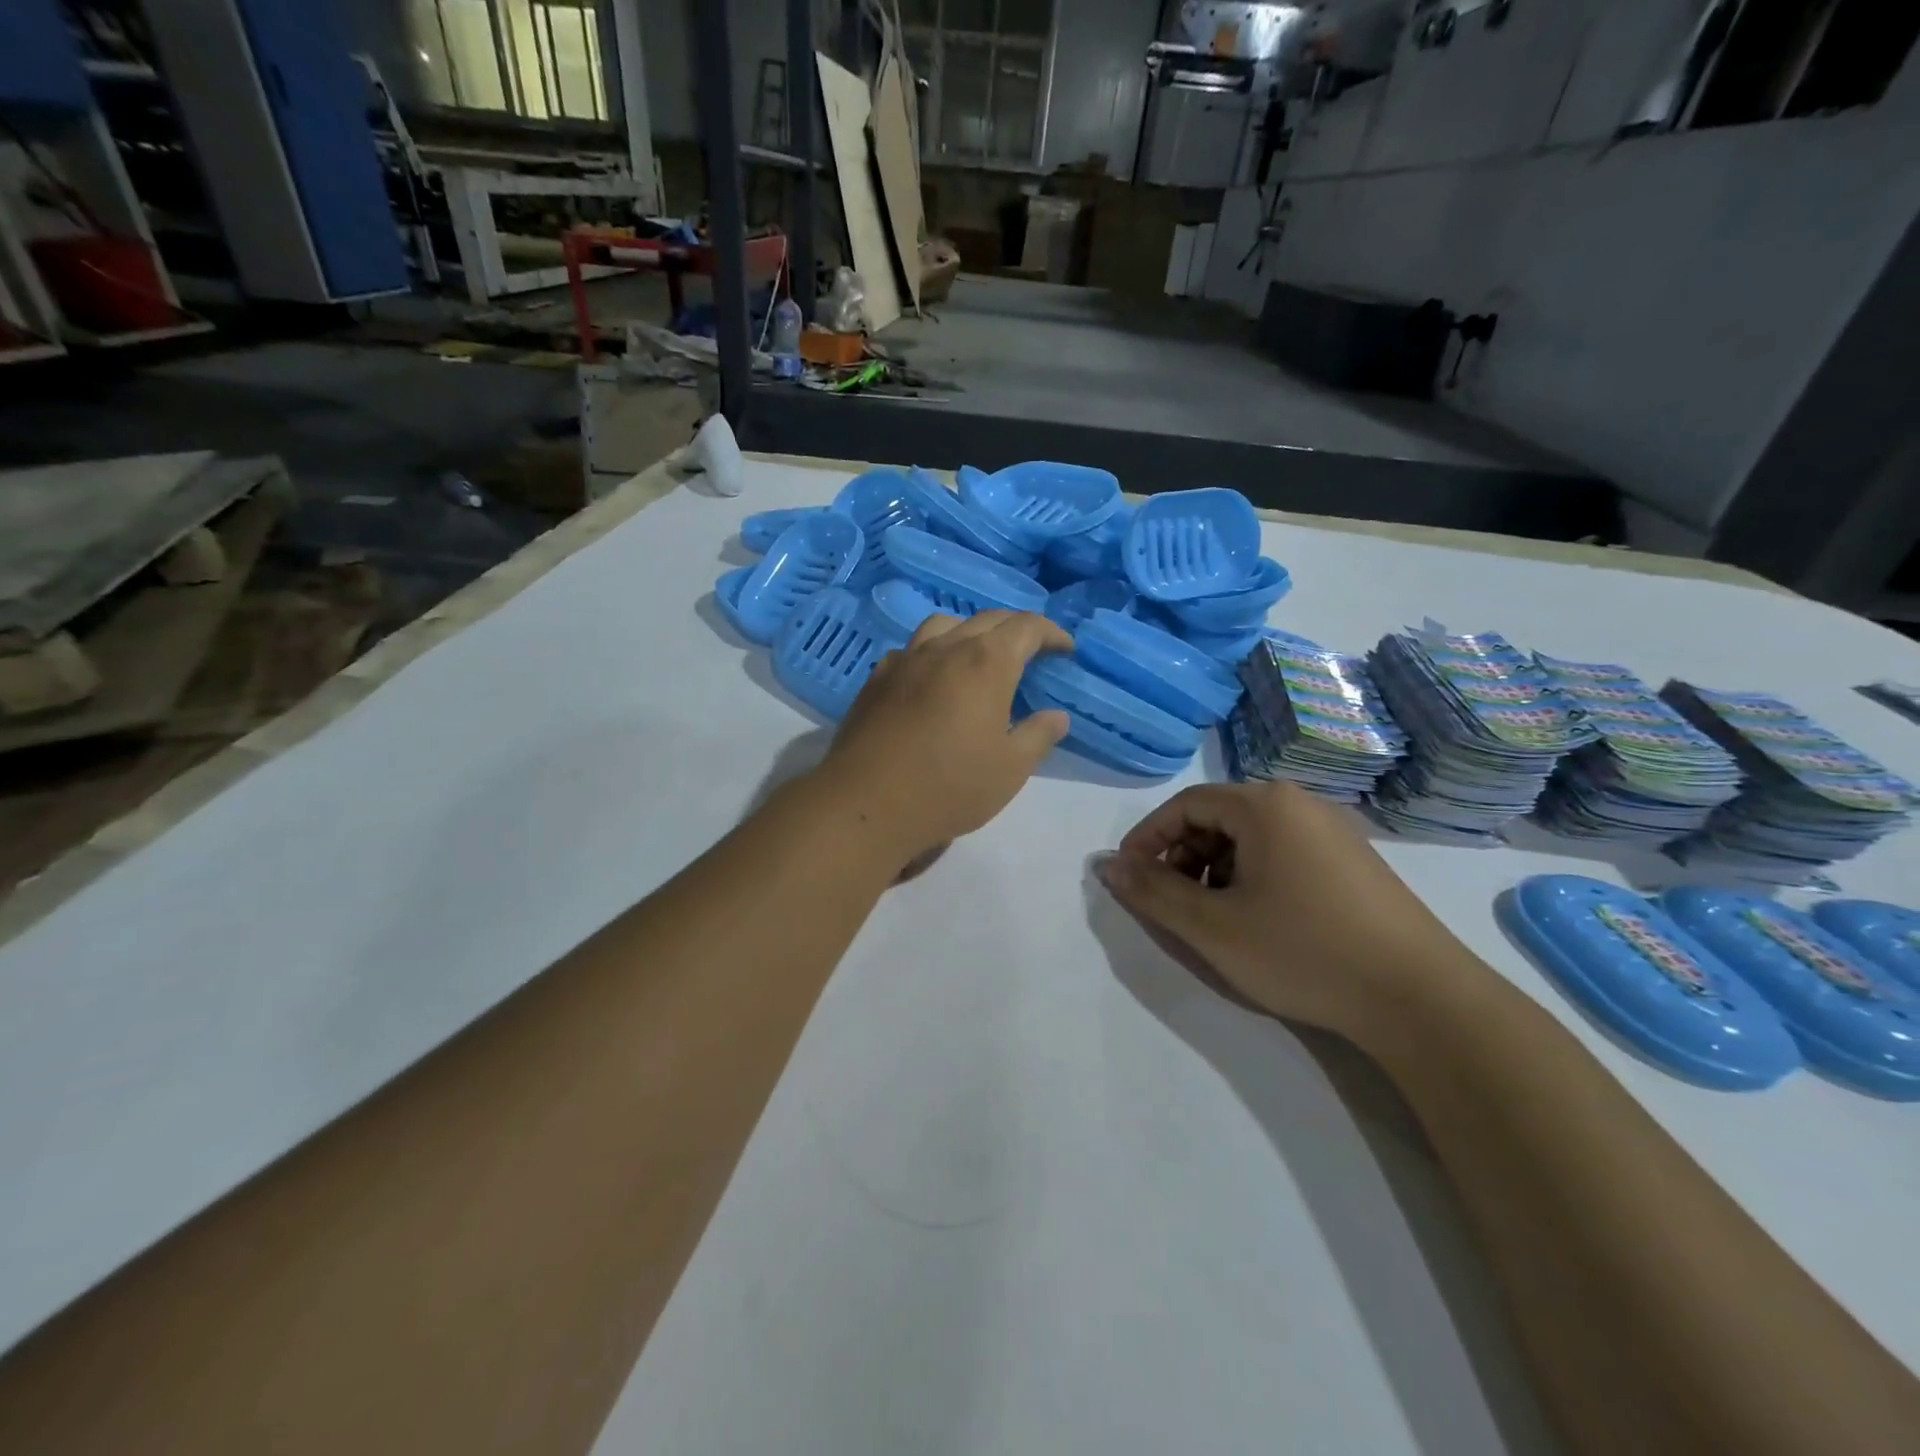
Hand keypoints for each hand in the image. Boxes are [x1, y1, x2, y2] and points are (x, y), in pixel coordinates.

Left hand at [811, 611, 1071, 865]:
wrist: (868, 802)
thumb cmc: (950, 786)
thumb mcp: (1010, 768)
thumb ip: (1038, 736)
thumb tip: (1056, 716)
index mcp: (986, 662)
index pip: (1026, 627)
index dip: (1051, 633)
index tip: (1065, 650)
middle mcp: (945, 648)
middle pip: (987, 619)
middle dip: (1015, 629)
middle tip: (1030, 652)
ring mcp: (906, 659)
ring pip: (944, 625)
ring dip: (970, 631)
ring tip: (978, 656)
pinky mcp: (876, 678)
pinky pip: (911, 649)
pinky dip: (933, 652)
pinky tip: (932, 678)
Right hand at [1098, 780, 1490, 1037]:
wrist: (1421, 999)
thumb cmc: (1303, 951)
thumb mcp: (1212, 927)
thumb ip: (1152, 892)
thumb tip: (1106, 864)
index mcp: (1264, 805)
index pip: (1185, 804)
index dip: (1148, 838)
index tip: (1131, 878)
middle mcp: (1299, 804)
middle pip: (1218, 816)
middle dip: (1182, 856)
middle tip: (1172, 902)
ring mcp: (1333, 831)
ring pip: (1250, 837)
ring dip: (1215, 868)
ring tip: (1214, 916)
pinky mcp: (1353, 861)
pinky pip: (1283, 852)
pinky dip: (1252, 876)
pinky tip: (1259, 919)